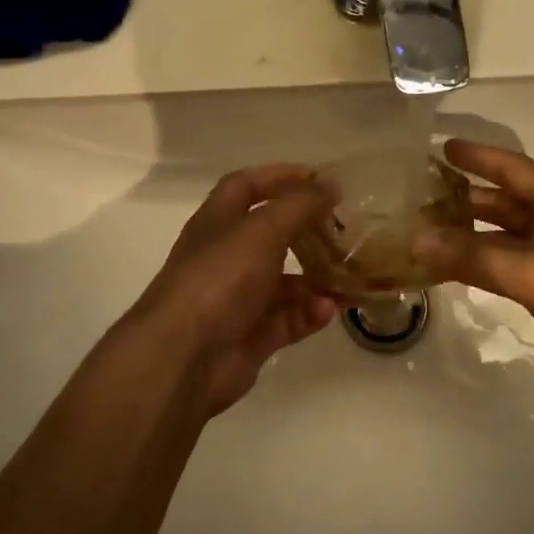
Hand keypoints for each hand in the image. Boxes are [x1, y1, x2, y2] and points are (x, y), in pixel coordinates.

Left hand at [125, 164, 337, 415]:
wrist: (185, 356)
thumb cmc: (220, 278)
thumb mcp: (263, 230)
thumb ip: (299, 205)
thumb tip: (330, 185)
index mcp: (218, 222)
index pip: (246, 186)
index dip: (279, 177)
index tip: (319, 178)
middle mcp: (225, 256)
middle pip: (270, 234)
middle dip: (306, 230)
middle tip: (345, 228)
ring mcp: (237, 299)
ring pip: (284, 282)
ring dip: (316, 277)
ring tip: (348, 274)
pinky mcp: (250, 336)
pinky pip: (287, 319)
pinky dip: (309, 313)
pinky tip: (329, 309)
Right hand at [414, 140, 533, 407]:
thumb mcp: (532, 271)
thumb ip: (473, 256)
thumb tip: (415, 240)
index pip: (511, 168)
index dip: (477, 156)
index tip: (441, 147)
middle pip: (508, 201)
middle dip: (468, 197)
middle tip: (422, 195)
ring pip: (510, 236)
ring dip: (475, 234)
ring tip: (431, 231)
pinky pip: (516, 265)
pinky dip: (488, 263)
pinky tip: (461, 270)